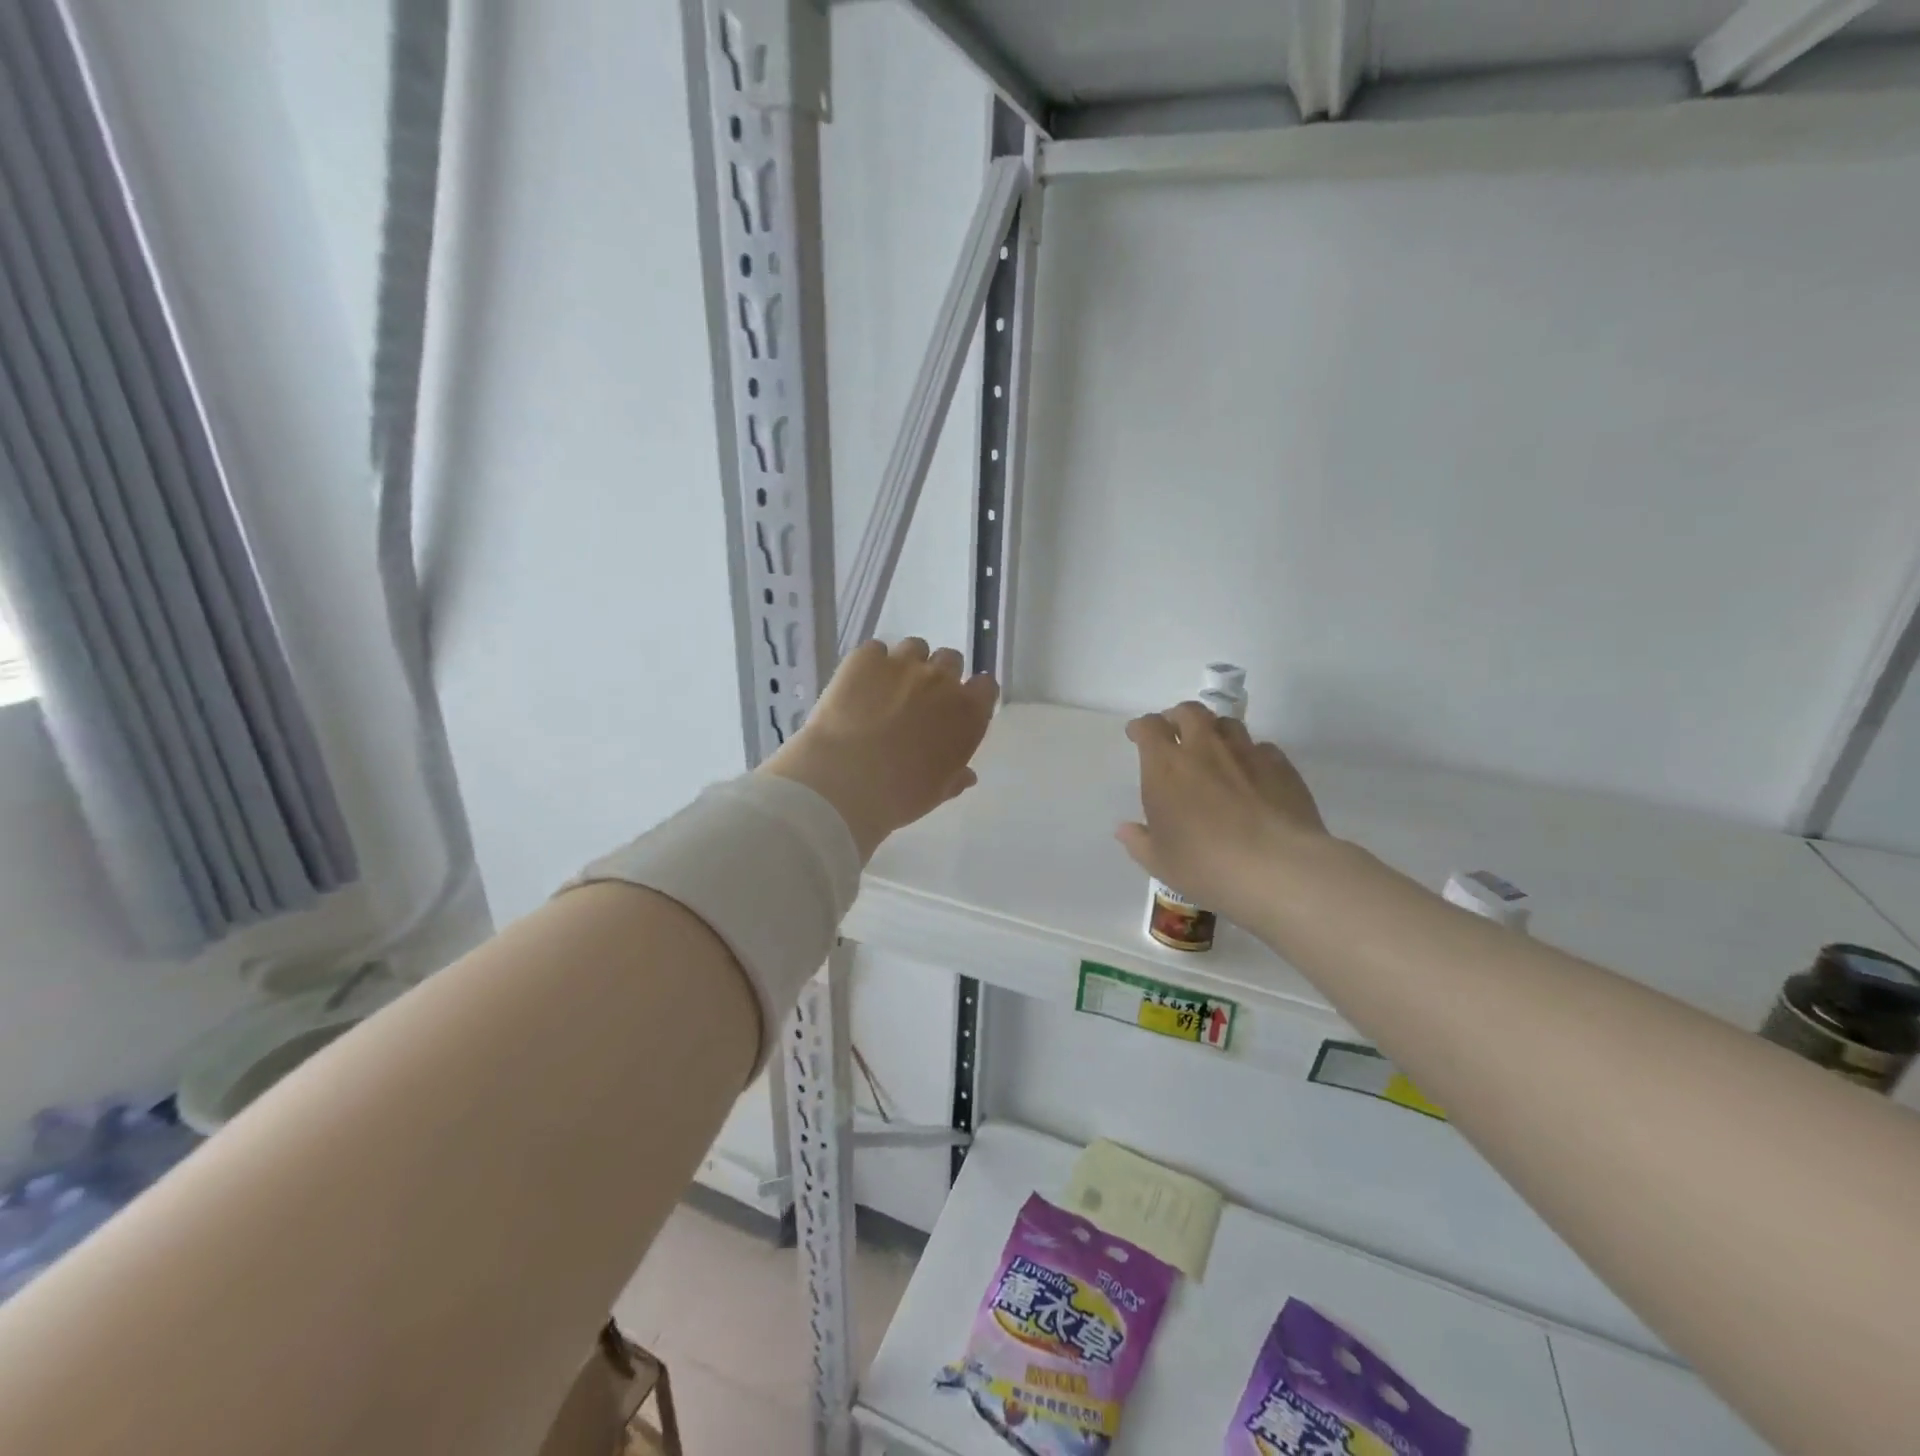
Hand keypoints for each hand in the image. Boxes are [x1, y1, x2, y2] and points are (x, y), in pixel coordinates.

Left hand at [762, 638, 997, 861]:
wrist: (842, 782)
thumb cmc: (898, 797)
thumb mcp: (934, 794)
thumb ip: (955, 777)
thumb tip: (966, 774)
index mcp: (967, 714)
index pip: (985, 687)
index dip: (972, 695)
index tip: (958, 708)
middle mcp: (941, 681)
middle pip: (951, 660)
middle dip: (939, 676)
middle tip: (919, 700)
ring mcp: (903, 664)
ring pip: (915, 648)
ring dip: (907, 664)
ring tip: (887, 688)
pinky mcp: (865, 658)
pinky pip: (875, 650)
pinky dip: (870, 664)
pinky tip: (857, 687)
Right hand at [1118, 702, 1330, 929]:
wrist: (1277, 869)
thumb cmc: (1205, 865)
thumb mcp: (1160, 862)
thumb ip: (1139, 841)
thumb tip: (1125, 829)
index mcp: (1166, 767)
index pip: (1149, 727)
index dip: (1141, 727)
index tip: (1137, 734)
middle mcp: (1204, 749)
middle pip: (1189, 712)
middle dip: (1177, 717)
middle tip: (1175, 733)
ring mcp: (1246, 753)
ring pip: (1227, 724)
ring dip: (1214, 731)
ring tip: (1214, 749)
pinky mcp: (1281, 766)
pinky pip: (1261, 747)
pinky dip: (1250, 754)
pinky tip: (1252, 774)